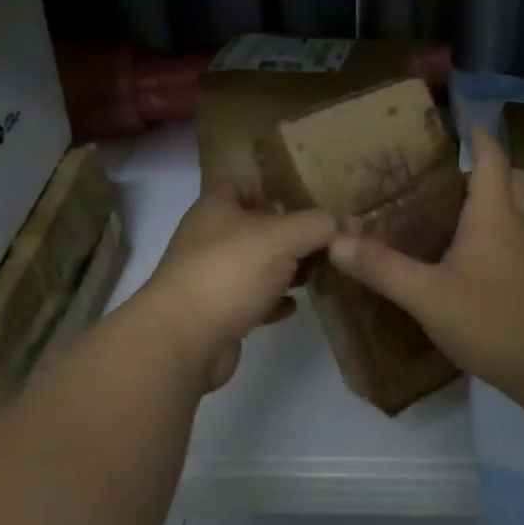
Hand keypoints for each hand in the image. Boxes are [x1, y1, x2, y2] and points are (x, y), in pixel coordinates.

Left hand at [137, 185, 335, 391]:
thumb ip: (316, 224)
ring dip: (284, 269)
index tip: (307, 203)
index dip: (273, 190)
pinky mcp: (216, 313)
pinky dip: (273, 301)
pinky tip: (295, 305)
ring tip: (317, 273)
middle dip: (289, 234)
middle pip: (254, 227)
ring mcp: (210, 277)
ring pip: (254, 265)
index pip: (244, 185)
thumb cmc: (231, 271)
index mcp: (217, 209)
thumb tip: (339, 223)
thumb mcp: (283, 236)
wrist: (184, 339)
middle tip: (324, 242)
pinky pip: (251, 300)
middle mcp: (209, 239)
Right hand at [327, 123, 523, 397]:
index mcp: (494, 213)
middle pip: (517, 178)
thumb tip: (335, 240)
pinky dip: (517, 229)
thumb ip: (381, 267)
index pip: (492, 158)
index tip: (464, 124)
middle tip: (459, 179)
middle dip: (494, 169)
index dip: (479, 137)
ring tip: (477, 211)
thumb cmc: (489, 318)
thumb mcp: (425, 295)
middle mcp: (522, 222)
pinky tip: (492, 254)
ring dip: (511, 198)